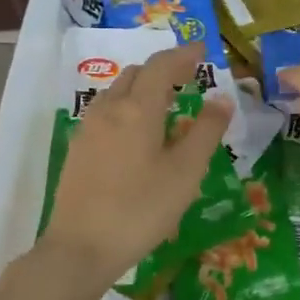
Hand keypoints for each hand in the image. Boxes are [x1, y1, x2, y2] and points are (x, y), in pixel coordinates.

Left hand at [38, 43, 229, 294]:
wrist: (80, 248)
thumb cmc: (141, 209)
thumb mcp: (185, 173)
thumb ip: (206, 132)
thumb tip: (222, 99)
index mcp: (138, 108)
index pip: (161, 65)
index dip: (183, 55)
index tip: (202, 51)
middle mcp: (109, 109)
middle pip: (137, 73)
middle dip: (163, 69)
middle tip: (188, 78)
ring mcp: (88, 128)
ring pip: (117, 91)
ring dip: (142, 87)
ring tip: (165, 103)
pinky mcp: (78, 148)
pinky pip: (105, 112)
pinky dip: (126, 106)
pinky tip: (136, 132)